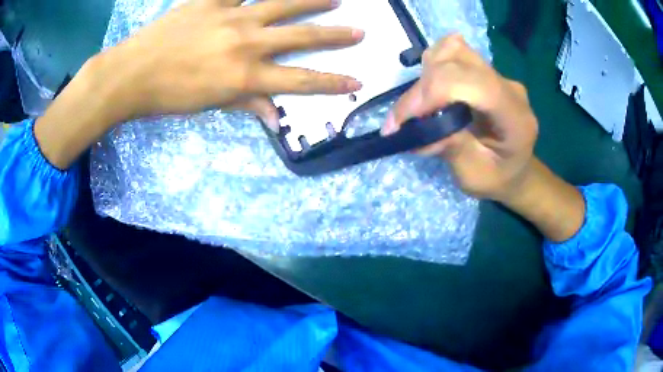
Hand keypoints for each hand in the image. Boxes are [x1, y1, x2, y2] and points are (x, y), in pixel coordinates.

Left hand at [95, 0, 363, 128]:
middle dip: (334, 35)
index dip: (331, 82)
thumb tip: (276, 117)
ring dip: (311, 0)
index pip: (300, 81)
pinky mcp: (210, 1)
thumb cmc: (168, 96)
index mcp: (244, 76)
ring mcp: (230, 16)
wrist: (131, 74)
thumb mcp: (210, 105)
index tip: (356, 80)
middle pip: (301, 37)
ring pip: (281, 3)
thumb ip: (247, 104)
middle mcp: (246, 43)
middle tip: (359, 30)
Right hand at [384, 35, 584, 241]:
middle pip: (459, 60)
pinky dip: (432, 69)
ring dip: (426, 74)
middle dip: (423, 86)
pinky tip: (431, 94)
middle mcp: (509, 87)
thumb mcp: (474, 178)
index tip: (405, 119)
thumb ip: (452, 150)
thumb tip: (416, 126)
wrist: (516, 168)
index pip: (477, 84)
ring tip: (420, 107)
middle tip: (404, 119)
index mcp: (515, 118)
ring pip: (453, 50)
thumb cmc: (498, 178)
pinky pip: (452, 54)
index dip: (436, 90)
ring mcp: (497, 74)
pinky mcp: (485, 70)